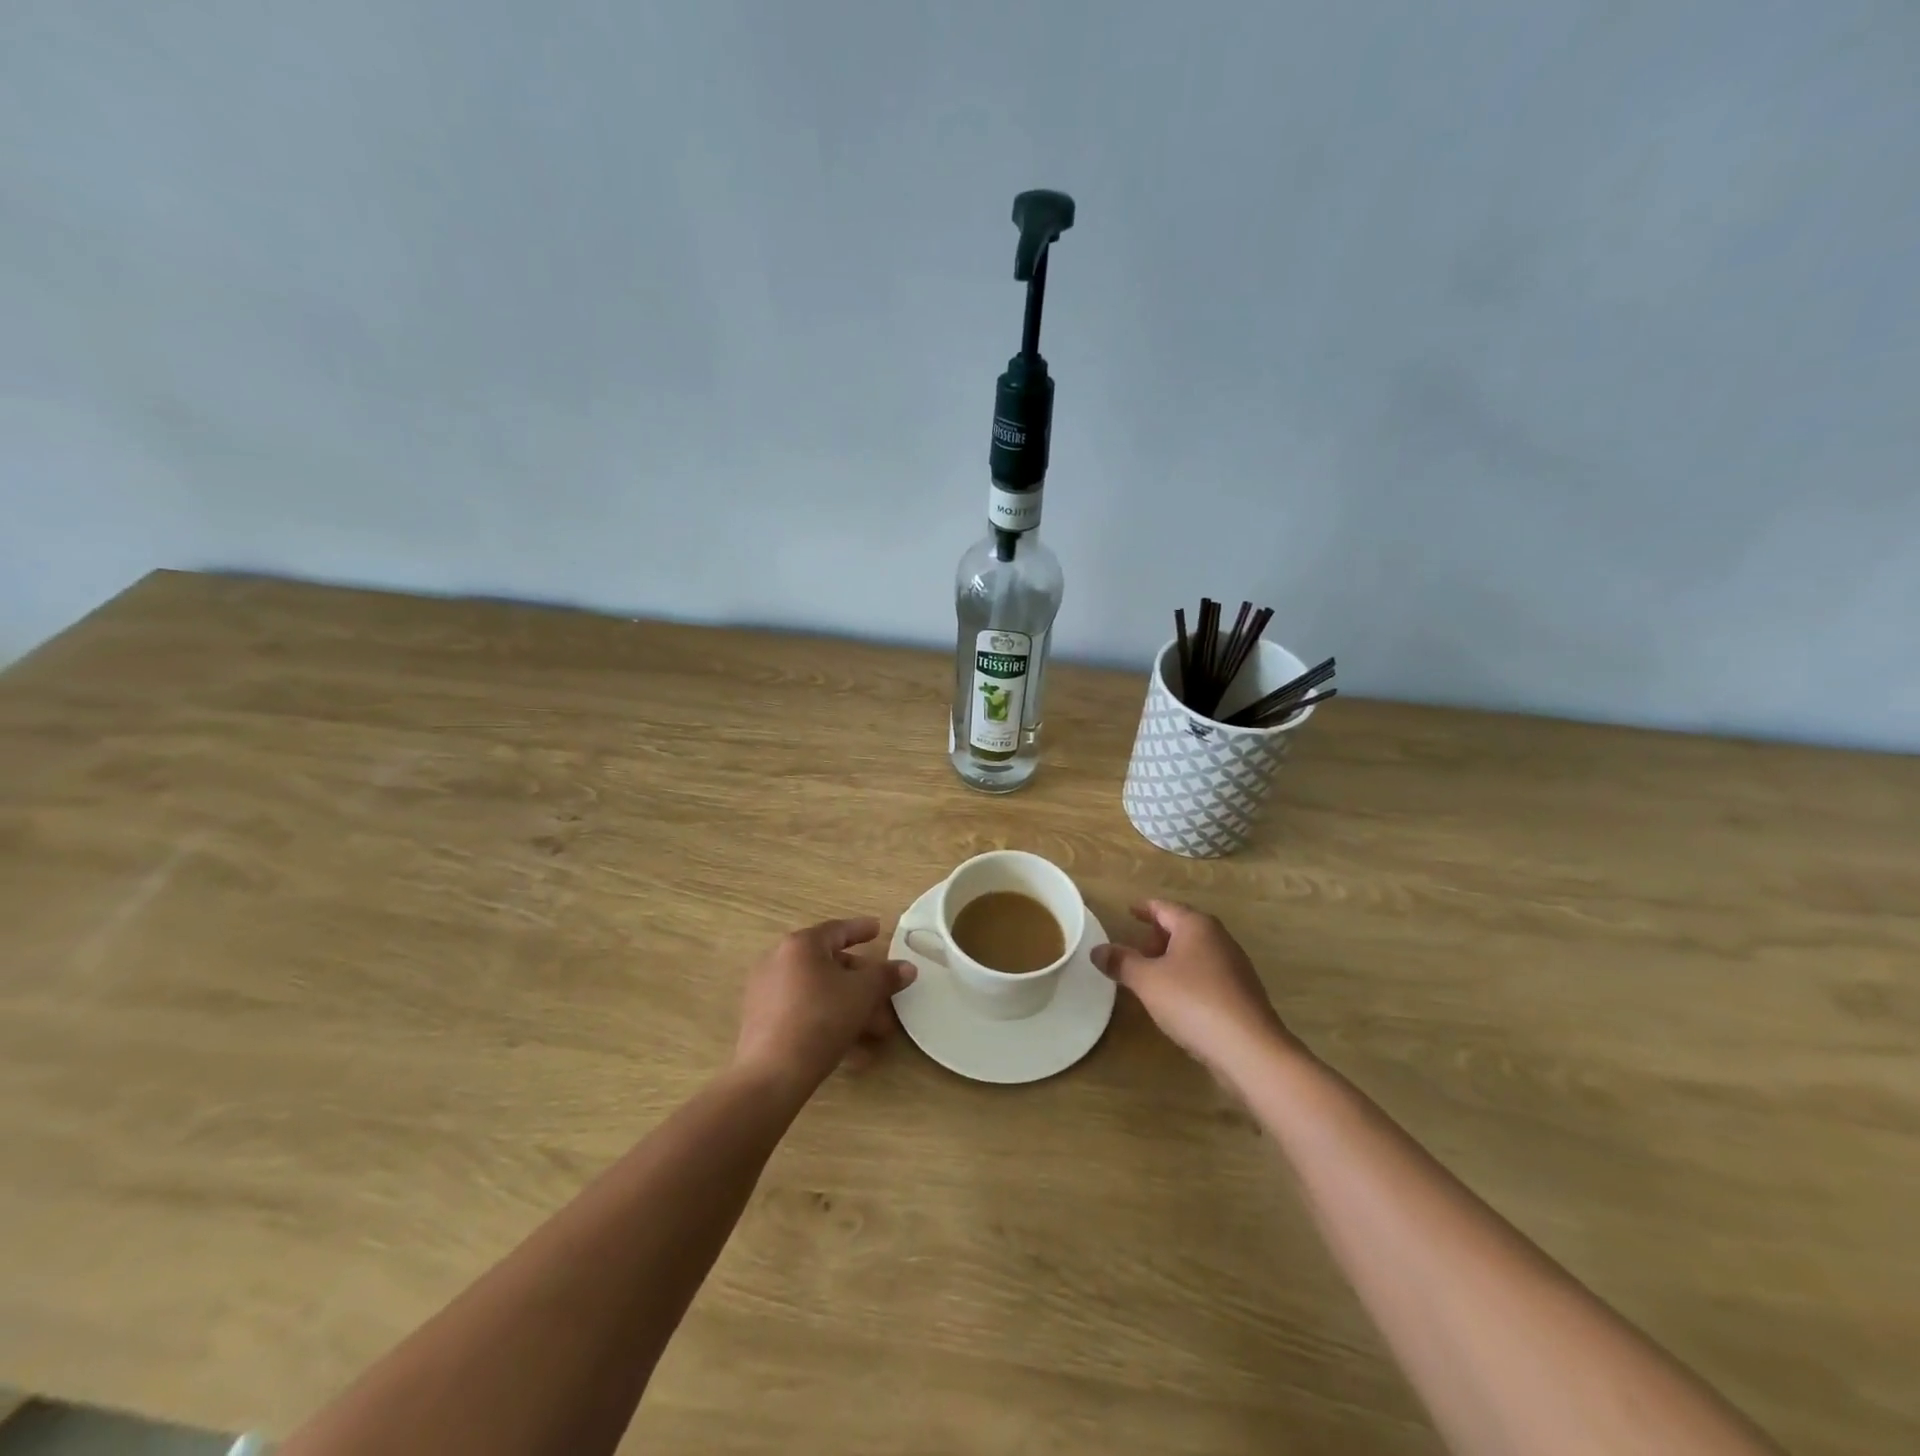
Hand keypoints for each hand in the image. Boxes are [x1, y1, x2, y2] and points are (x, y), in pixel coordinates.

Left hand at [734, 918, 915, 1091]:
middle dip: (862, 984)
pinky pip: (804, 1013)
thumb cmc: (820, 1019)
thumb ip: (886, 976)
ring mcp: (767, 993)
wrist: (771, 1075)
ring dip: (851, 1008)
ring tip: (877, 1032)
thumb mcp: (862, 994)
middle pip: (830, 965)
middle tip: (885, 997)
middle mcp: (779, 962)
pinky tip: (854, 1051)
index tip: (878, 929)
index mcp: (801, 945)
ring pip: (819, 993)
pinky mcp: (762, 1023)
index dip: (861, 929)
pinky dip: (829, 1023)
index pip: (837, 930)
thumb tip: (908, 968)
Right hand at [1092, 900, 1296, 1074]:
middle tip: (1135, 950)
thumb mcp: (1147, 981)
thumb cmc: (1193, 1002)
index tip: (1129, 911)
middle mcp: (1218, 938)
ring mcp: (1234, 966)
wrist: (1250, 1049)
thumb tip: (1097, 950)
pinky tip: (1177, 999)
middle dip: (1157, 936)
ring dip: (1172, 958)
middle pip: (1182, 927)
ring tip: (1150, 976)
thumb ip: (1121, 962)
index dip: (1144, 909)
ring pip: (1196, 952)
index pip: (1164, 907)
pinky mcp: (1242, 993)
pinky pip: (1207, 974)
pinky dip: (1187, 976)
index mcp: (1196, 926)